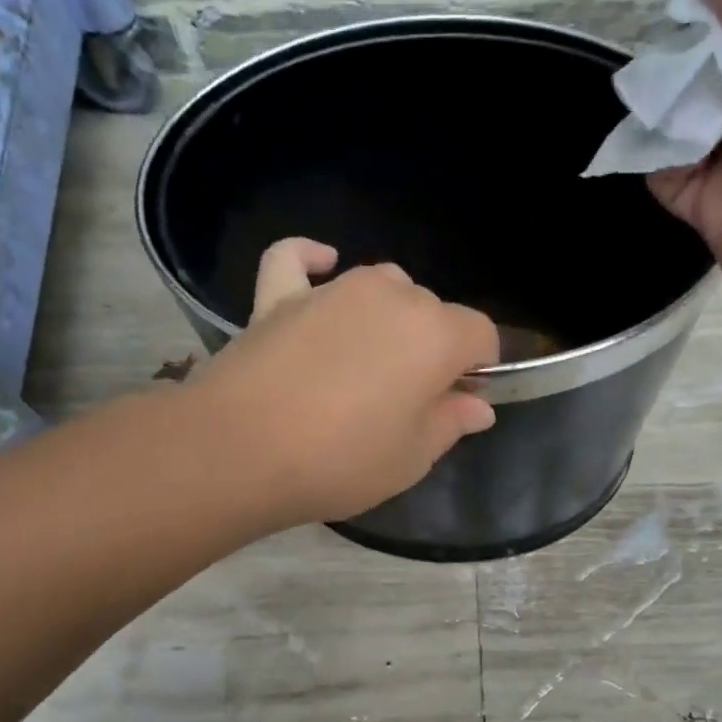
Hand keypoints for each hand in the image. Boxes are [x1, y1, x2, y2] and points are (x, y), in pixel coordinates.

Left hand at [191, 239, 499, 526]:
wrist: (239, 451)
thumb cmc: (341, 461)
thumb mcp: (411, 458)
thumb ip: (451, 423)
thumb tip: (478, 406)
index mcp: (435, 334)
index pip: (481, 334)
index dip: (477, 369)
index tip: (457, 404)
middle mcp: (391, 296)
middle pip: (431, 310)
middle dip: (432, 347)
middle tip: (406, 400)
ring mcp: (332, 289)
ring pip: (380, 285)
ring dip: (388, 316)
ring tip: (366, 362)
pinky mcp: (278, 296)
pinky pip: (295, 260)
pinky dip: (310, 260)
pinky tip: (321, 265)